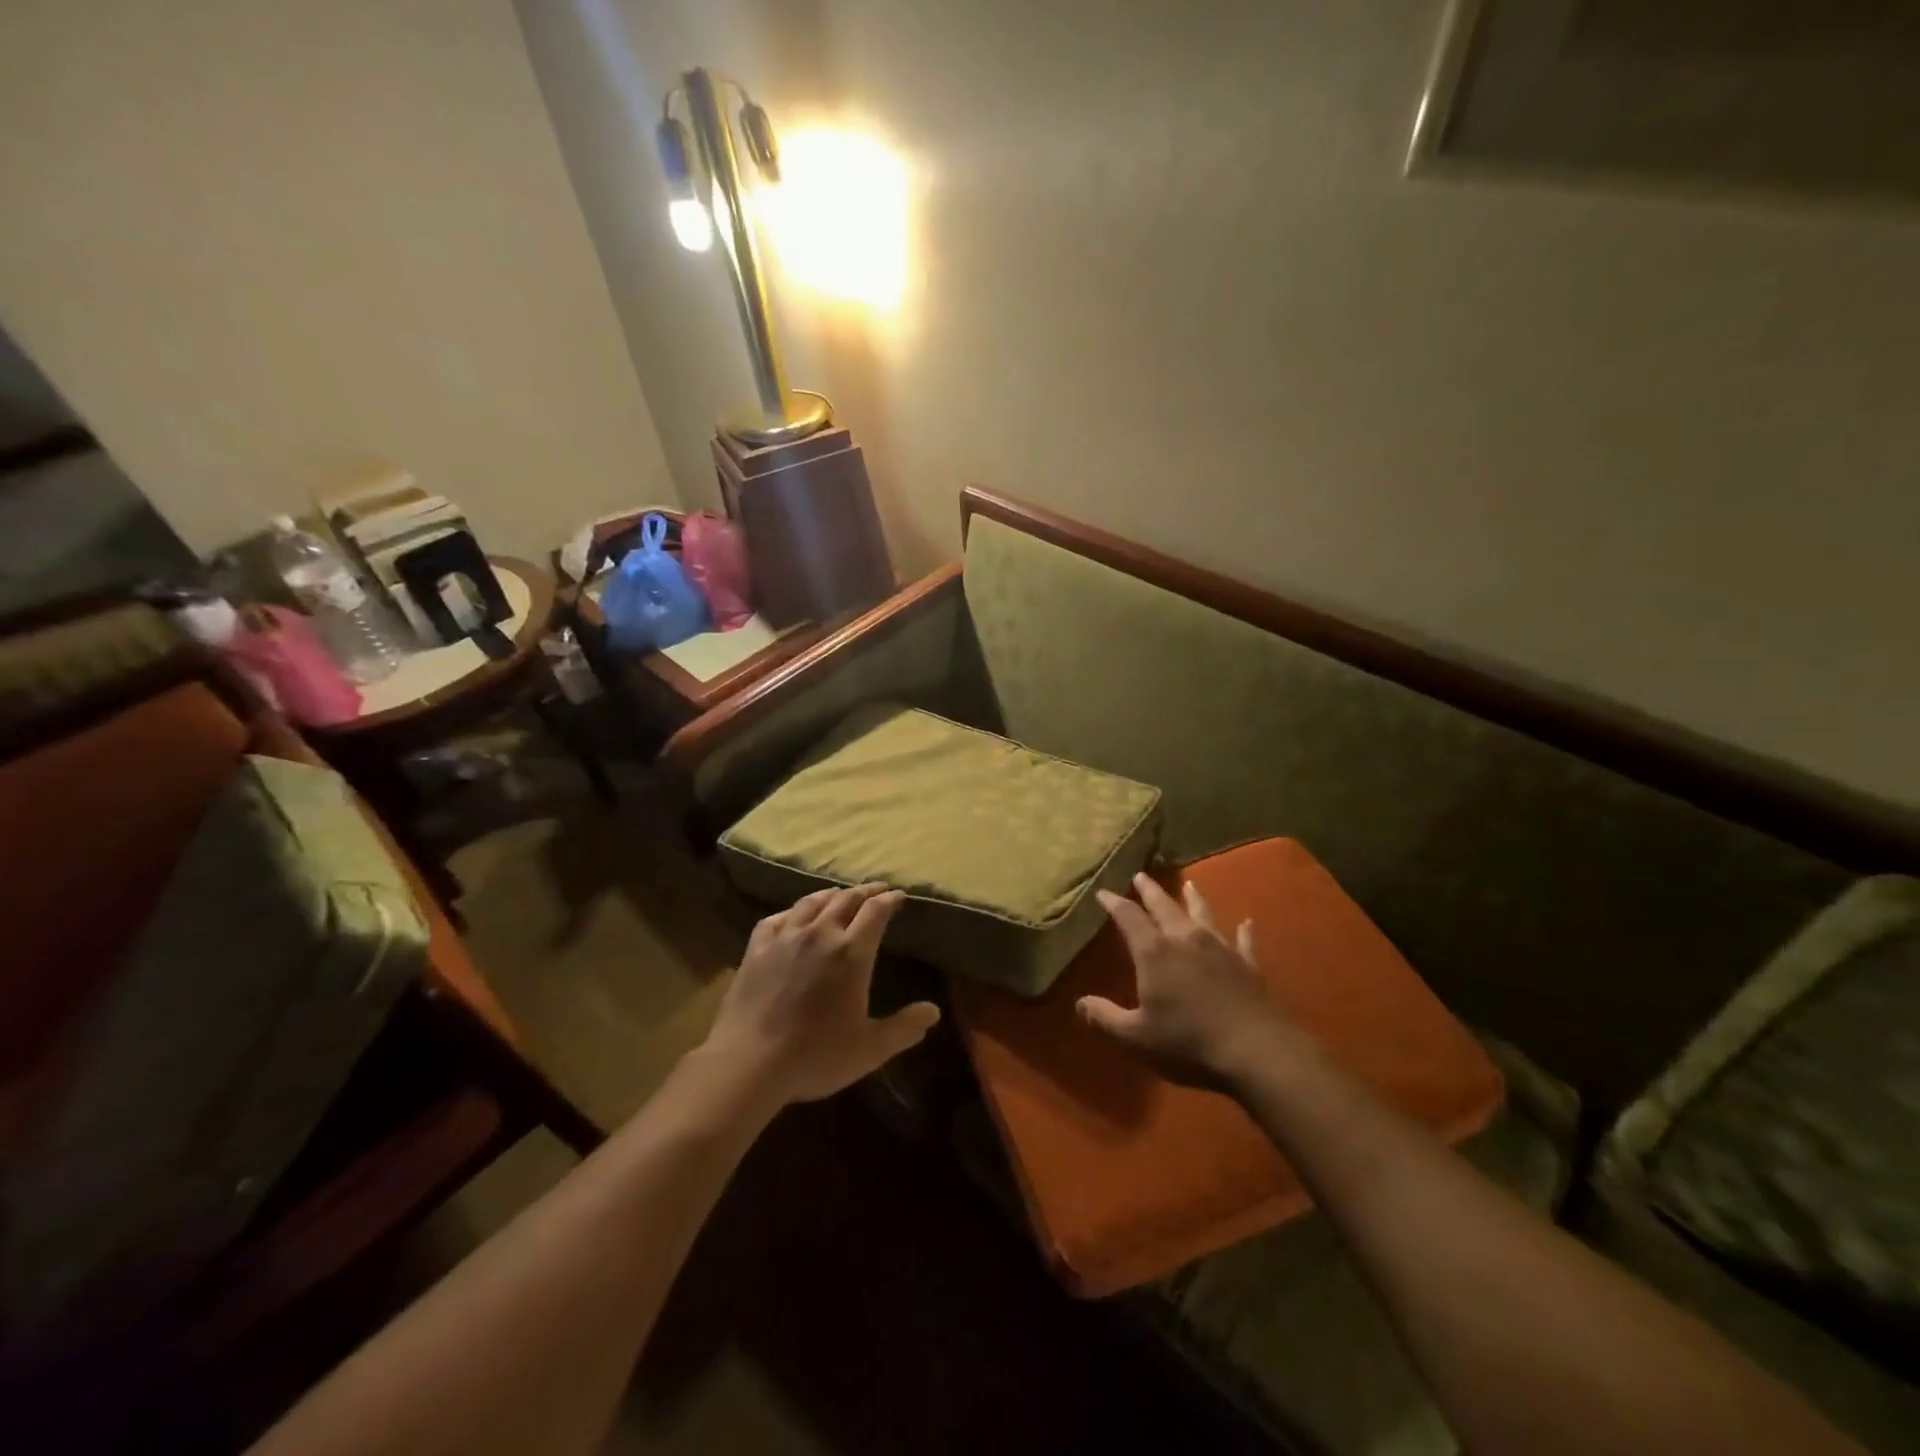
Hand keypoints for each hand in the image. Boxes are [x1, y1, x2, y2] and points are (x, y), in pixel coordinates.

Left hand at [702, 883, 939, 1106]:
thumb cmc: (815, 1056)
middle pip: (846, 900)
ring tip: (839, 894)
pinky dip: (791, 912)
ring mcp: (785, 938)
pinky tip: (792, 916)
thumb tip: (933, 1010)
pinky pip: (776, 918)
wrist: (749, 1063)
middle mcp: (820, 935)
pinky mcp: (756, 949)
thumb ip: (904, 1028)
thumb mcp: (870, 1049)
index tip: (899, 895)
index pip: (876, 912)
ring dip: (830, 895)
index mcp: (852, 953)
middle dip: (865, 891)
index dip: (890, 900)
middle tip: (877, 888)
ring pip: (811, 903)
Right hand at [1078, 872, 1301, 1091]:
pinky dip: (1244, 930)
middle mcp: (1185, 939)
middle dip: (1150, 891)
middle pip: (1164, 906)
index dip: (1114, 903)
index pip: (1129, 917)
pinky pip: (1244, 940)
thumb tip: (1079, 1003)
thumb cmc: (1188, 1042)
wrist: (1255, 1050)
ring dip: (1194, 898)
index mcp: (1154, 952)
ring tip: (1189, 884)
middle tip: (1141, 875)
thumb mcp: (1136, 1036)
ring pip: (1203, 913)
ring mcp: (1220, 948)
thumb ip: (1106, 1017)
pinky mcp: (1248, 964)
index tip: (1104, 892)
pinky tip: (1247, 922)